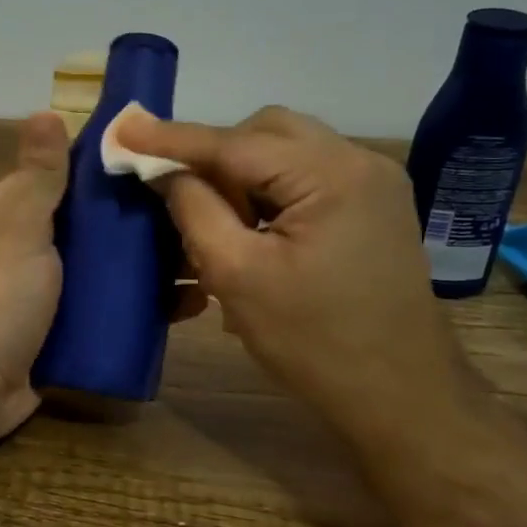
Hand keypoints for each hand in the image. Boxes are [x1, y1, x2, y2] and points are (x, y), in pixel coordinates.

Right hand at [119, 106, 476, 437]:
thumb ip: (194, 209)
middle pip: (266, 132)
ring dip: (241, 176)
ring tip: (218, 223)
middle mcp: (360, 162)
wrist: (401, 397)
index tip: (124, 129)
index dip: (173, 137)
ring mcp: (373, 184)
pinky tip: (253, 232)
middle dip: (215, 155)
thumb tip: (164, 170)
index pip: (235, 142)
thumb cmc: (314, 342)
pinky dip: (269, 192)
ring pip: (286, 151)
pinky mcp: (373, 207)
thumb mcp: (237, 275)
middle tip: (181, 196)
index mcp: (332, 175)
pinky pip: (306, 177)